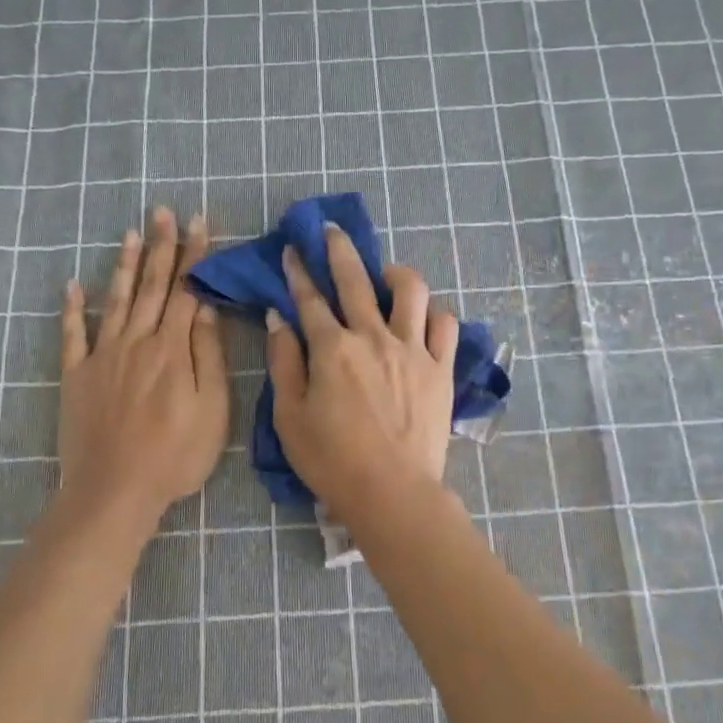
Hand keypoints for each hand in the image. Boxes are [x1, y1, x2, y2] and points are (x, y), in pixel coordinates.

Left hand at [58, 208, 227, 527]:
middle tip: (164, 212)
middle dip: (162, 247)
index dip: (195, 257)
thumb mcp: (212, 411)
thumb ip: (208, 357)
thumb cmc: (175, 456)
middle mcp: (137, 342)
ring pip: (116, 300)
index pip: (187, 292)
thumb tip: (205, 311)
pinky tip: (73, 284)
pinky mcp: (77, 376)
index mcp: (172, 350)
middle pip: (153, 287)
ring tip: (130, 233)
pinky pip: (73, 334)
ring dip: (125, 265)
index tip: (201, 224)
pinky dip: (72, 308)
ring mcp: (102, 356)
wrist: (115, 490)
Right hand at [265, 223, 458, 525]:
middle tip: (332, 231)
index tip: (293, 250)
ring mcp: (412, 349)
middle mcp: (373, 337)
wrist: (392, 491)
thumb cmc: (331, 460)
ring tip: (386, 276)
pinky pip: (445, 325)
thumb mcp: (289, 416)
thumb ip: (284, 362)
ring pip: (410, 290)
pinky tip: (422, 318)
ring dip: (395, 274)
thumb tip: (278, 319)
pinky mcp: (440, 368)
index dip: (298, 272)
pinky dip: (433, 314)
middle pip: (355, 279)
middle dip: (339, 249)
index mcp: (332, 348)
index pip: (310, 299)